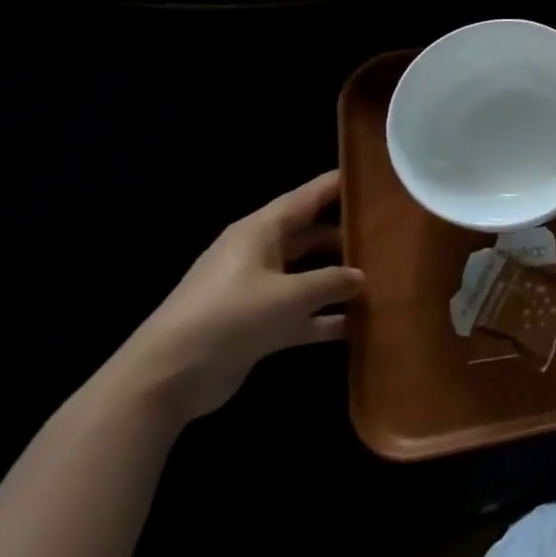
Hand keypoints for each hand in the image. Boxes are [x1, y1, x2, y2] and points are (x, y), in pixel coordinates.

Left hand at [108, 171, 363, 422]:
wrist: (165, 379)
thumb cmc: (229, 318)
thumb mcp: (289, 296)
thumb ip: (332, 281)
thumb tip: (361, 277)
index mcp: (260, 232)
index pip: (306, 197)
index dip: (338, 185)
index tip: (375, 177)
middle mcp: (258, 254)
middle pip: (311, 234)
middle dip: (347, 234)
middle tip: (390, 233)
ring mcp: (256, 290)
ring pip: (308, 275)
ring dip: (339, 279)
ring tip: (384, 277)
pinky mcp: (256, 324)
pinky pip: (301, 313)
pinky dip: (325, 318)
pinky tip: (359, 325)